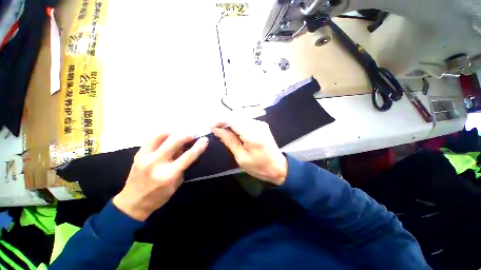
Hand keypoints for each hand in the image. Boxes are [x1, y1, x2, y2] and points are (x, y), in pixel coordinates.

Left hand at [113, 133, 207, 220]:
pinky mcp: (138, 153)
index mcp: (168, 175)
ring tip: (181, 134)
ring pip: (161, 135)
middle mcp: (156, 163)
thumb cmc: (159, 196)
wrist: (132, 202)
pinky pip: (153, 138)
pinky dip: (164, 134)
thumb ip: (183, 165)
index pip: (188, 156)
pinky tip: (169, 136)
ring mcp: (144, 157)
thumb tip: (187, 149)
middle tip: (194, 134)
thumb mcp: (177, 182)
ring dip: (174, 132)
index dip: (199, 146)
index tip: (205, 139)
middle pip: (175, 141)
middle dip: (187, 134)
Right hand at [211, 119, 286, 184]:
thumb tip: (217, 129)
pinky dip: (237, 124)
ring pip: (240, 117)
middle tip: (216, 129)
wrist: (278, 167)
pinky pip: (246, 120)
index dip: (220, 121)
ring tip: (222, 130)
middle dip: (224, 121)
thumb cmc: (259, 166)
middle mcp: (257, 125)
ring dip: (230, 122)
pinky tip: (233, 131)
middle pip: (236, 116)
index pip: (233, 120)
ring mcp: (261, 123)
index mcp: (252, 134)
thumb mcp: (241, 157)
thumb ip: (229, 141)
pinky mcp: (261, 125)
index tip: (211, 127)